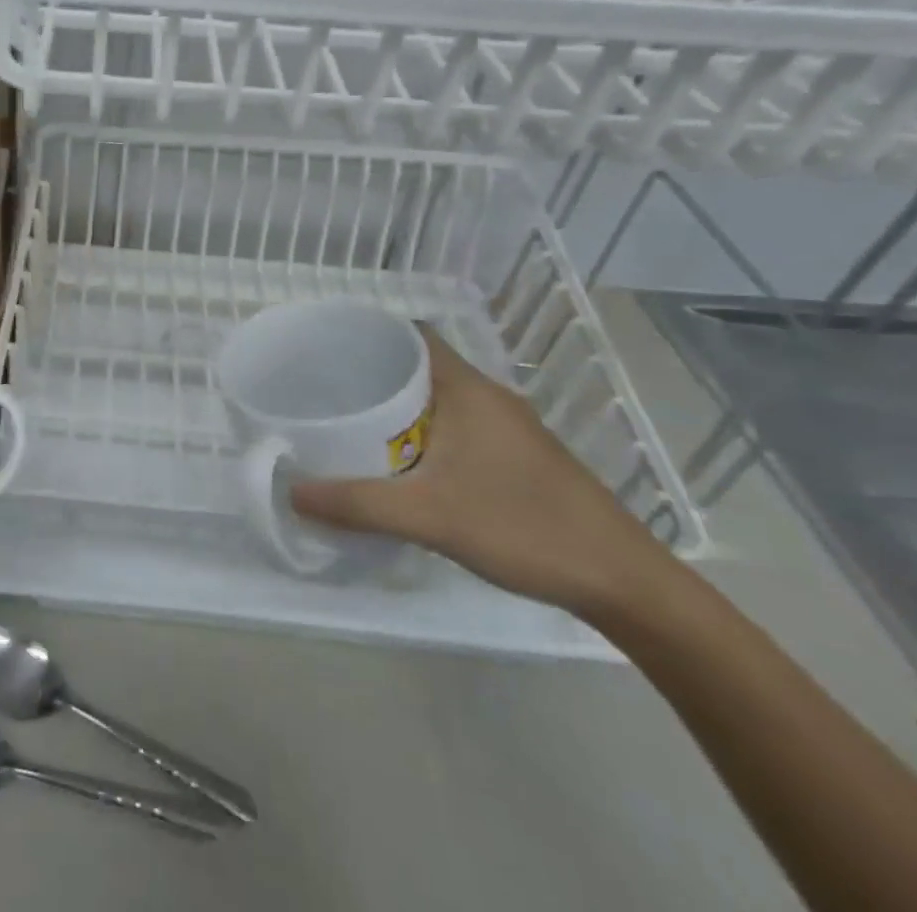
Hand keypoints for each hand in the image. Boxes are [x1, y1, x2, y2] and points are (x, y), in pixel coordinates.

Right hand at [289, 326, 675, 619]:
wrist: (624, 582)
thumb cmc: (524, 527)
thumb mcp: (429, 516)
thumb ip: (357, 503)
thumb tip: (292, 493)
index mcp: (468, 389)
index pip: (410, 335)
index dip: (367, 335)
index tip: (325, 350)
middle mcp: (488, 397)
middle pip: (419, 366)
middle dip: (372, 375)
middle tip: (325, 392)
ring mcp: (507, 428)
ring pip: (438, 400)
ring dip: (398, 408)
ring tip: (350, 426)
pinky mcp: (518, 457)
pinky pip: (456, 427)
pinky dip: (423, 433)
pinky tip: (401, 466)